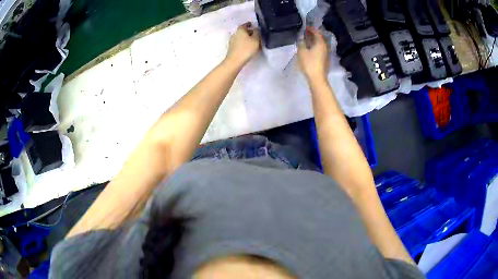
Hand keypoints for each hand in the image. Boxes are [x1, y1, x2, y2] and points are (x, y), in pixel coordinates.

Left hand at [225, 22, 260, 66]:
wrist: (235, 61)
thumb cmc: (246, 49)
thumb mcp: (255, 39)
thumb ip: (257, 33)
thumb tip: (256, 29)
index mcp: (240, 30)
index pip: (245, 25)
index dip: (249, 24)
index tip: (252, 24)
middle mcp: (235, 34)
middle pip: (243, 31)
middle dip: (249, 32)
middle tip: (256, 34)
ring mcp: (232, 41)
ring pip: (241, 37)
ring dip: (247, 38)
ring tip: (254, 42)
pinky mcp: (232, 48)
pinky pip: (240, 43)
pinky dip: (244, 43)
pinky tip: (249, 47)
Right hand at [297, 27, 329, 80]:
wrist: (317, 79)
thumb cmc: (309, 63)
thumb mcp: (302, 51)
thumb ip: (301, 43)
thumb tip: (302, 39)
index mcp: (321, 43)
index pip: (317, 32)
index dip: (311, 29)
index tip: (305, 27)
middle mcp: (326, 47)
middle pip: (320, 38)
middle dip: (313, 34)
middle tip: (306, 33)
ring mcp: (326, 54)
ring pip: (321, 44)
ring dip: (314, 41)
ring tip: (307, 40)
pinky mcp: (325, 60)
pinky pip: (321, 49)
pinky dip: (315, 46)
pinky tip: (310, 49)